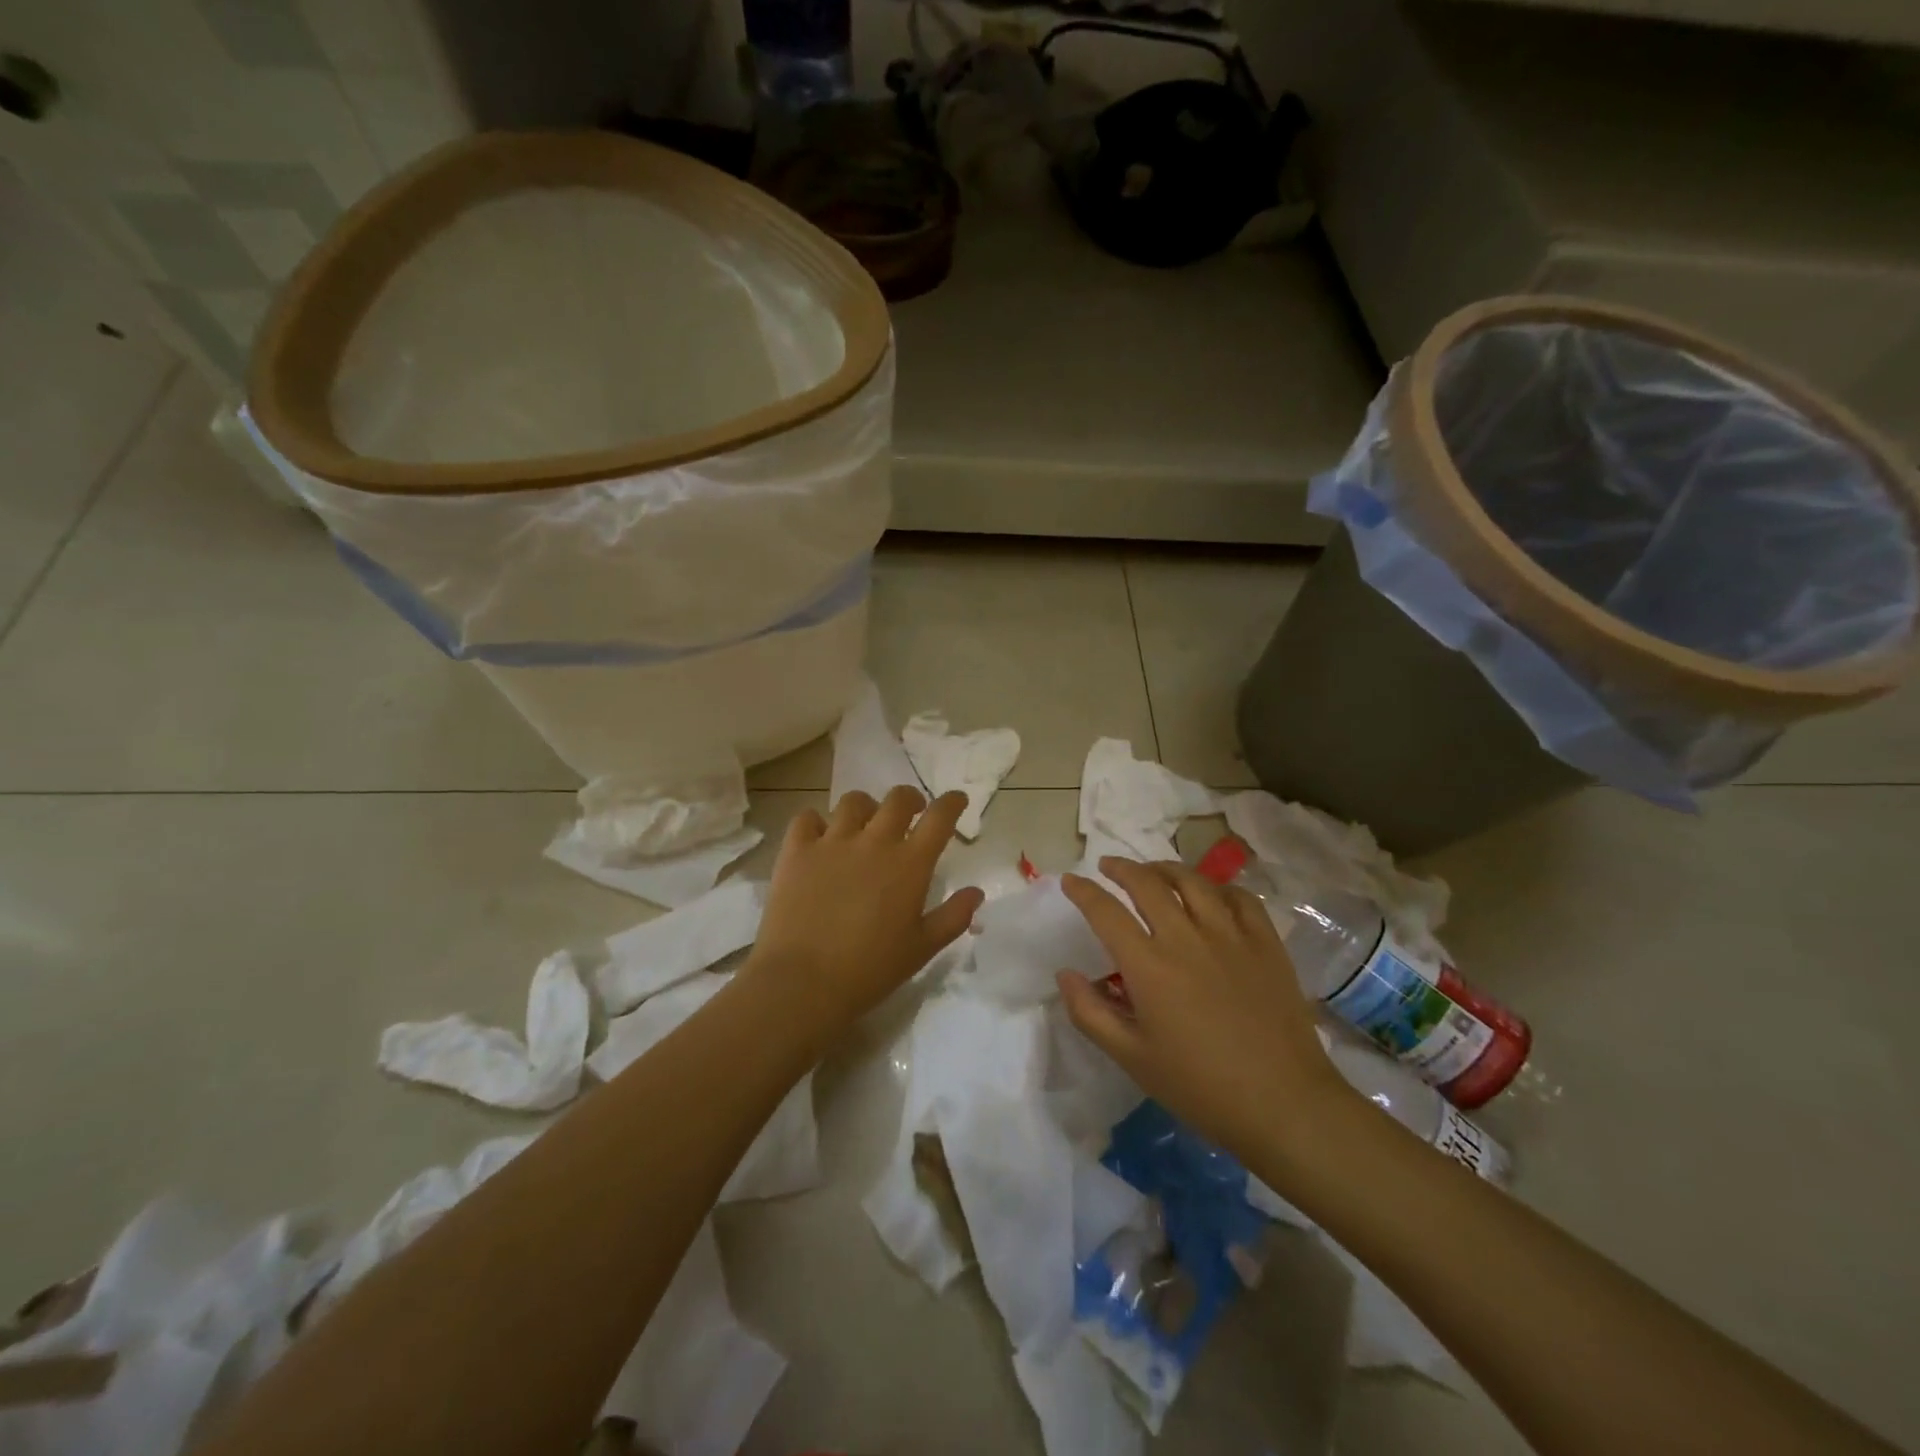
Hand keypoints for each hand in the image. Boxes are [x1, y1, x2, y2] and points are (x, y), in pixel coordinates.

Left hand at [743, 787, 984, 1050]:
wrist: (803, 982)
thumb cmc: (870, 970)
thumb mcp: (922, 949)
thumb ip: (954, 916)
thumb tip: (976, 892)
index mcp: (910, 863)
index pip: (939, 817)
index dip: (952, 803)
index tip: (957, 800)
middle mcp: (874, 842)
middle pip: (898, 799)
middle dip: (911, 799)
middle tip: (912, 812)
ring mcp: (832, 842)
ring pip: (853, 802)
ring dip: (866, 808)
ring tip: (865, 824)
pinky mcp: (796, 851)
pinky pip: (807, 818)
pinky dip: (816, 822)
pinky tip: (819, 837)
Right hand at [1057, 858, 1344, 1161]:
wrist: (1283, 1103)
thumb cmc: (1200, 1086)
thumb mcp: (1132, 1058)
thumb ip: (1090, 1013)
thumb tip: (1065, 973)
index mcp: (1148, 966)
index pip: (1106, 912)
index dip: (1083, 891)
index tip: (1070, 880)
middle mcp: (1186, 938)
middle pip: (1147, 883)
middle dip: (1121, 868)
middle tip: (1108, 867)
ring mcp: (1230, 935)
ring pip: (1192, 881)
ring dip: (1165, 869)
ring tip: (1153, 871)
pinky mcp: (1265, 943)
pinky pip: (1239, 897)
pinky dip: (1218, 887)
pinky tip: (1210, 894)